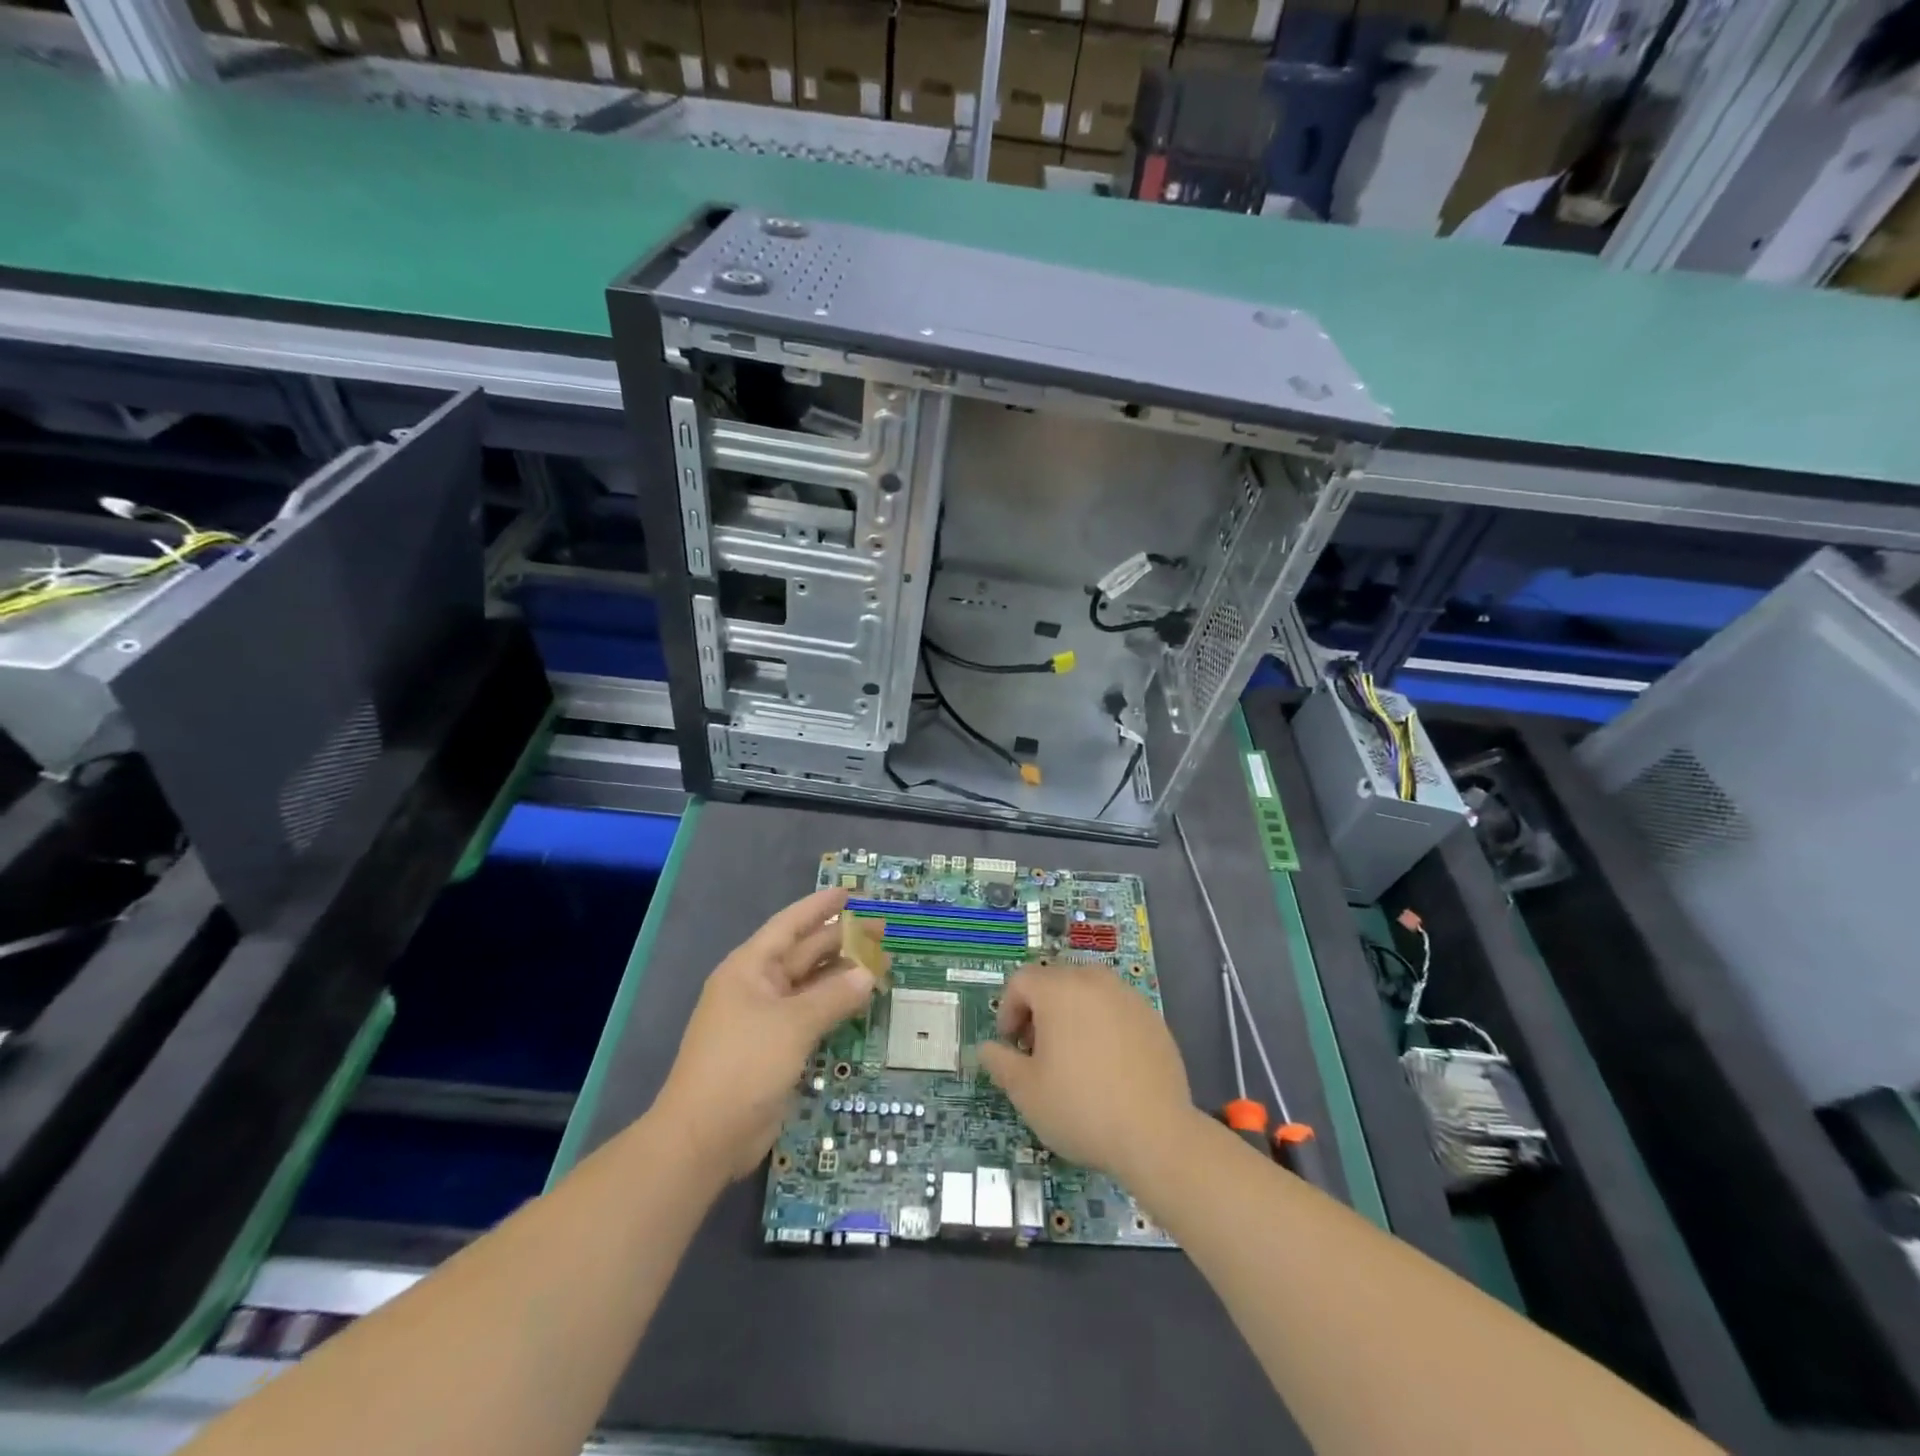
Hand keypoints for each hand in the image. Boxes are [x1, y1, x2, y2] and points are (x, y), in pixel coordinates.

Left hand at [655, 888, 880, 1181]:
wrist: (704, 1137)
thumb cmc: (743, 1065)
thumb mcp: (792, 1024)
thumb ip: (833, 997)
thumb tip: (869, 973)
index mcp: (750, 968)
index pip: (789, 925)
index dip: (819, 907)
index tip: (850, 892)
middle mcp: (758, 987)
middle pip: (805, 954)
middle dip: (842, 940)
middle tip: (883, 930)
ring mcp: (766, 1019)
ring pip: (811, 986)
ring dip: (843, 975)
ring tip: (882, 963)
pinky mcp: (777, 1048)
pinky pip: (812, 1016)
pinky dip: (836, 1007)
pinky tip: (862, 1002)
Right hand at [977, 962, 1194, 1179]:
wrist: (1156, 1134)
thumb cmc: (1081, 1108)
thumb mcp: (1026, 1092)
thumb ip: (1000, 1062)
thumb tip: (986, 1048)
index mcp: (1059, 990)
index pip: (1021, 980)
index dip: (1008, 1010)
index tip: (1011, 1045)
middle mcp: (1094, 982)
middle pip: (1055, 980)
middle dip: (1039, 1009)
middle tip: (1038, 1051)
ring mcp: (1128, 997)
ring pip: (1088, 992)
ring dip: (1071, 1014)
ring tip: (1072, 1056)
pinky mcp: (1153, 1018)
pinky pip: (1116, 1009)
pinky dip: (1102, 1025)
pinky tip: (1106, 1065)